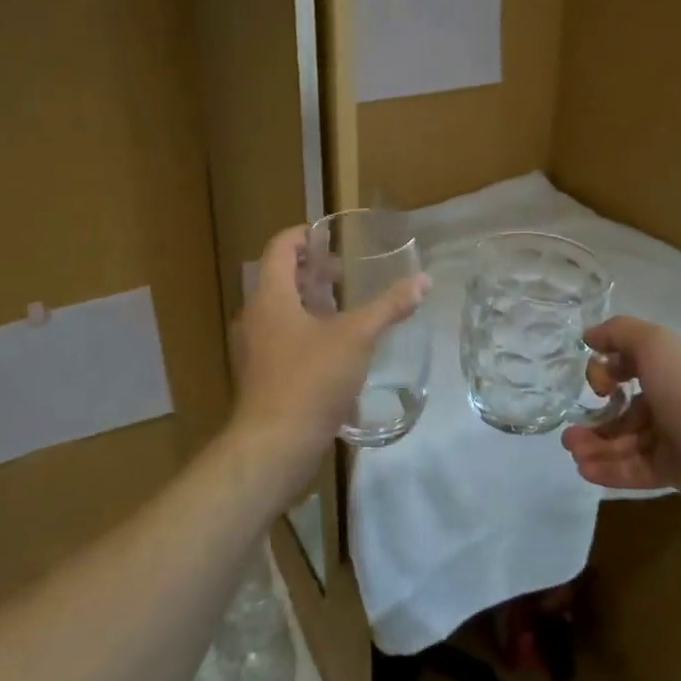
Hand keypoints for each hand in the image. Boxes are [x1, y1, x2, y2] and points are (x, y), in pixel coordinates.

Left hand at [229, 226, 428, 494]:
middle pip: (280, 279)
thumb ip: (389, 306)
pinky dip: (307, 333)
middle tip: (345, 274)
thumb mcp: (357, 337)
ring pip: (282, 312)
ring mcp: (256, 348)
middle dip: (313, 272)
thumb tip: (424, 280)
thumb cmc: (311, 379)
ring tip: (346, 309)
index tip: (332, 236)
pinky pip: (283, 340)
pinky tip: (337, 351)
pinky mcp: (263, 376)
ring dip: (311, 304)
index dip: (304, 235)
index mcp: (271, 297)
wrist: (274, 446)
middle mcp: (256, 316)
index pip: (280, 247)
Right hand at [562, 316, 680, 532]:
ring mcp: (672, 437)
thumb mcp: (654, 345)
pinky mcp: (673, 471)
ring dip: (595, 445)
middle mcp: (670, 398)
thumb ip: (619, 332)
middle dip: (593, 417)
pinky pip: (634, 468)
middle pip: (623, 407)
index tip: (597, 385)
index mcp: (669, 366)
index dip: (606, 371)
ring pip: (625, 439)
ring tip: (573, 454)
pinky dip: (608, 468)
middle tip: (569, 432)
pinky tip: (585, 470)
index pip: (628, 363)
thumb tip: (590, 335)